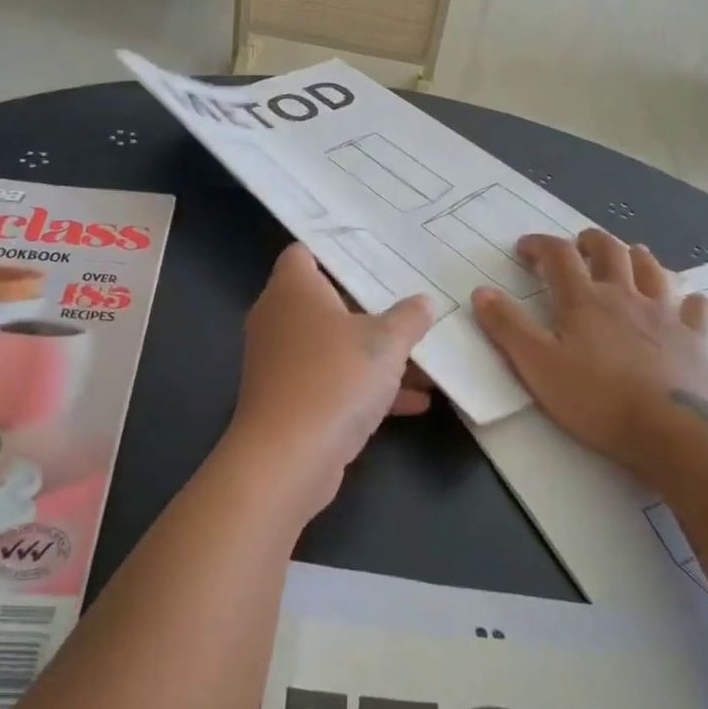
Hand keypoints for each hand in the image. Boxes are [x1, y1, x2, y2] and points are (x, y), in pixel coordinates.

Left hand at [224, 244, 435, 519]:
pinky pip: (332, 381)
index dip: (336, 251)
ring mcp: (281, 361)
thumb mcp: (385, 343)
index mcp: (293, 290)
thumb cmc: (334, 378)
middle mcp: (280, 319)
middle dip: (372, 310)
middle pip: (328, 302)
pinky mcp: (290, 399)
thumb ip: (408, 318)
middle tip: (412, 306)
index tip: (375, 255)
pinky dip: (366, 388)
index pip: (304, 253)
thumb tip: (422, 303)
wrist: (288, 457)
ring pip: (335, 347)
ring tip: (427, 364)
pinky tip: (415, 403)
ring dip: (377, 356)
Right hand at [472, 230, 707, 478]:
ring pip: (652, 269)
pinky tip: (685, 303)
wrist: (670, 430)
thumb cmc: (595, 398)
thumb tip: (482, 292)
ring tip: (627, 257)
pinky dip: (687, 300)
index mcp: (583, 300)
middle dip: (590, 242)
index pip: (558, 255)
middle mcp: (624, 295)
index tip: (525, 248)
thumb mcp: (537, 365)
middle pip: (609, 250)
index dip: (540, 245)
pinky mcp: (694, 339)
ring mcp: (663, 314)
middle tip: (578, 246)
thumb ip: (507, 327)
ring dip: (636, 257)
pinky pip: (695, 308)